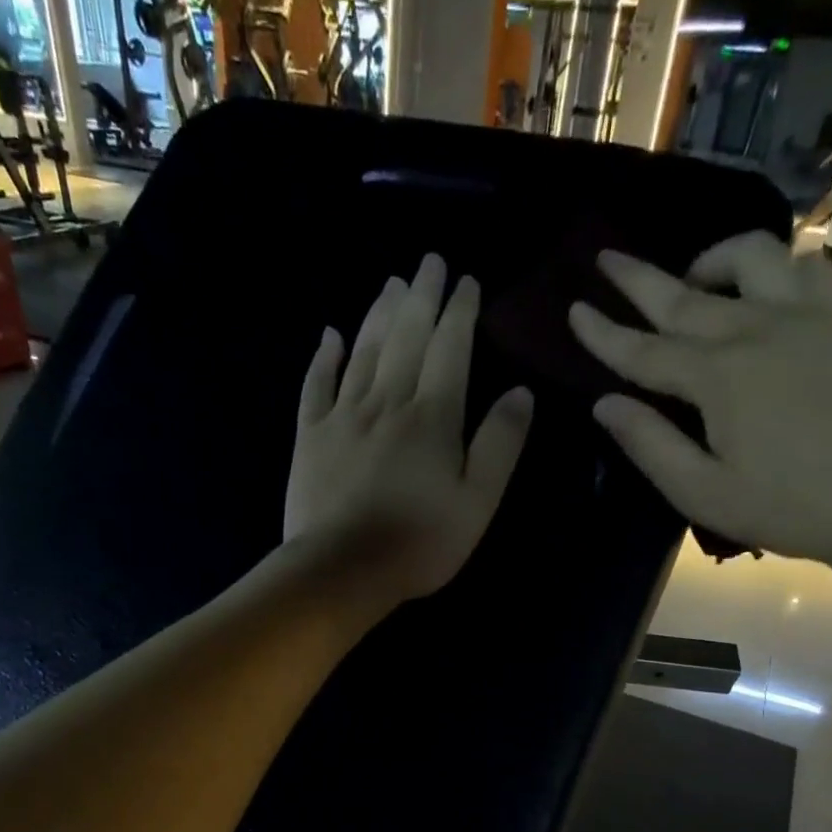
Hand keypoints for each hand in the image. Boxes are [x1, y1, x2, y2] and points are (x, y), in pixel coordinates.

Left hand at [286, 254, 532, 604]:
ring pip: (363, 351)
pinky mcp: (311, 436)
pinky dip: (324, 357)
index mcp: (433, 416)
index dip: (460, 312)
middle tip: (427, 262)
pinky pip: (316, 385)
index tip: (465, 280)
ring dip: (378, 313)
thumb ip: (500, 444)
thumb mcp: (478, 501)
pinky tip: (330, 335)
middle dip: (420, 296)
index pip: (450, 349)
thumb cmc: (420, 542)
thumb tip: (521, 392)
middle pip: (406, 337)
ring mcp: (343, 416)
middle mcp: (387, 402)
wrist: (343, 568)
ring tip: (390, 283)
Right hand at [566, 232, 831, 565]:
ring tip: (694, 282)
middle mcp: (757, 330)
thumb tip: (605, 404)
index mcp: (717, 378)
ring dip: (711, 262)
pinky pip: (806, 266)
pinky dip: (776, 267)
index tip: (575, 310)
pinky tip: (765, 290)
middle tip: (606, 258)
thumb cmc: (786, 506)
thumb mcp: (702, 492)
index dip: (604, 333)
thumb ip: (650, 444)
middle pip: (684, 296)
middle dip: (638, 279)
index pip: (644, 350)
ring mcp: (807, 316)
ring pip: (751, 257)